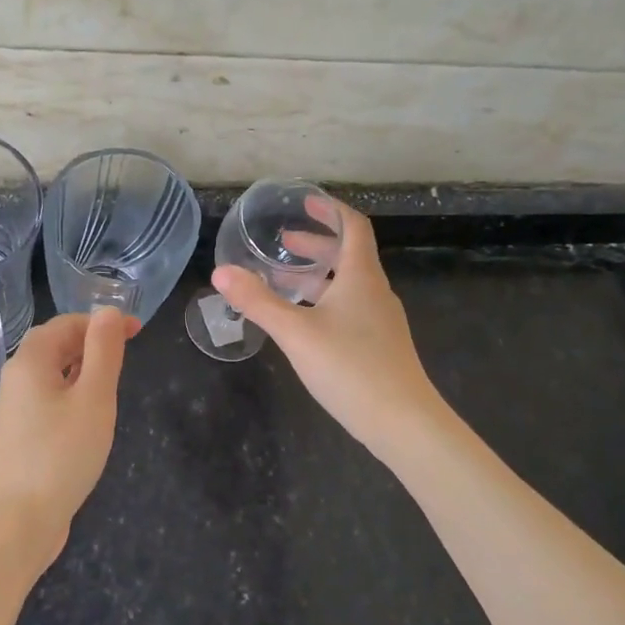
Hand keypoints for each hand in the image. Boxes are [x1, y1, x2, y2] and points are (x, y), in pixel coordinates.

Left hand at [0, 307, 135, 570]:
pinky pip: (47, 399)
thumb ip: (103, 351)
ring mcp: (15, 409)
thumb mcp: (94, 398)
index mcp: (30, 361)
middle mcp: (16, 378)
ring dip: (82, 369)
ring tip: (113, 383)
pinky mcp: (20, 435)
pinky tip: (90, 416)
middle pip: (54, 346)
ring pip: (51, 374)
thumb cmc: (62, 454)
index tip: (137, 331)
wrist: (19, 520)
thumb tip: (109, 311)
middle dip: (91, 343)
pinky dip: (71, 394)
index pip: (65, 324)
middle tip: (127, 355)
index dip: (101, 322)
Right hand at [213, 201, 442, 459]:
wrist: (403, 422)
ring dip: (317, 276)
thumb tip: (221, 272)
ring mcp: (380, 321)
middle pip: (348, 256)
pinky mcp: (379, 346)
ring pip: (347, 285)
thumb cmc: (350, 367)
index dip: (331, 210)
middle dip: (316, 244)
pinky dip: (324, 301)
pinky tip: (303, 322)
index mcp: (361, 277)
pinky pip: (349, 309)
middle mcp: (375, 292)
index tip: (307, 203)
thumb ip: (258, 302)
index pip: (354, 227)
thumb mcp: (296, 332)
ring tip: (283, 280)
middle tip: (283, 242)